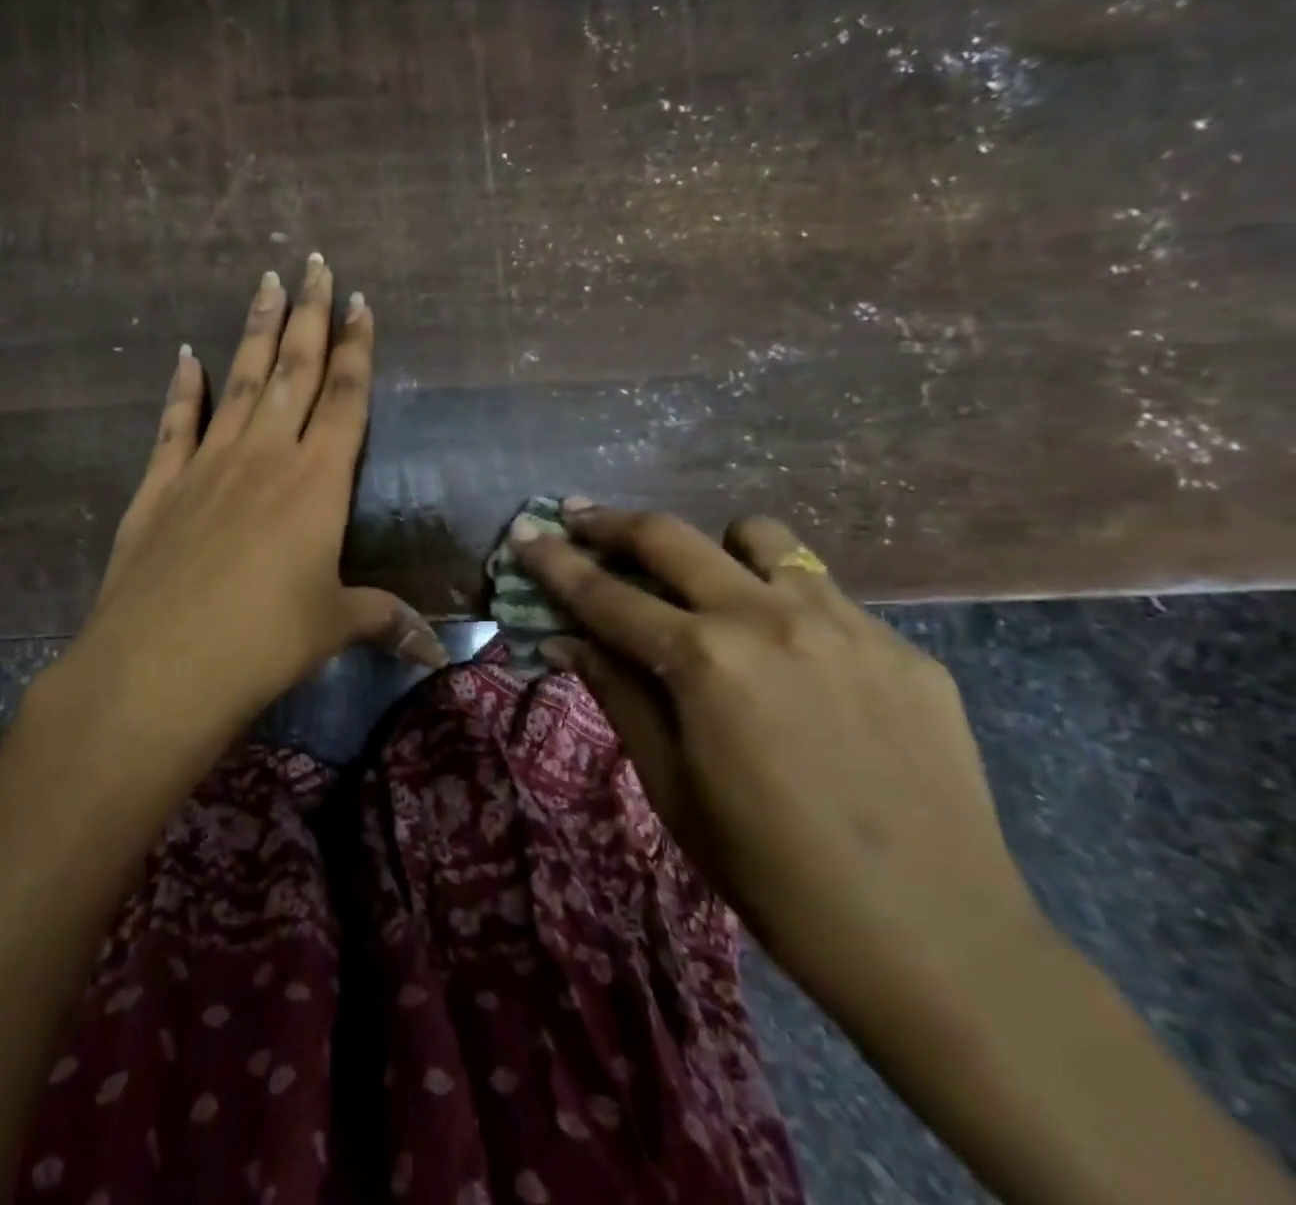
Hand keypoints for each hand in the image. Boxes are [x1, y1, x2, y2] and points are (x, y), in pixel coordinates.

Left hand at [29, 257, 444, 794]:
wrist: (159, 666)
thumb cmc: (262, 644)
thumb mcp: (333, 627)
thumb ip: (384, 621)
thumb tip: (435, 650)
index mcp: (316, 482)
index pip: (345, 398)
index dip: (356, 349)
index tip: (361, 302)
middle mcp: (264, 456)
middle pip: (294, 370)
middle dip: (309, 314)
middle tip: (314, 263)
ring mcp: (206, 465)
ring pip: (239, 381)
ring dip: (256, 332)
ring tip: (266, 282)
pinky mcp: (159, 485)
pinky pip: (175, 423)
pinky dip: (182, 388)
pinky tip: (186, 355)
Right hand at [509, 504, 1045, 1035]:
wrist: (933, 939)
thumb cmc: (769, 870)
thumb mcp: (670, 785)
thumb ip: (616, 693)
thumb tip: (561, 640)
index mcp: (705, 661)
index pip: (604, 594)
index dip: (554, 562)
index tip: (524, 532)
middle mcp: (769, 619)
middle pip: (671, 537)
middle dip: (612, 523)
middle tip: (579, 519)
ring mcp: (846, 624)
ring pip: (759, 538)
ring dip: (713, 550)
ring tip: (706, 588)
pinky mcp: (902, 647)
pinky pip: (824, 593)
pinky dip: (782, 603)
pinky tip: (790, 660)